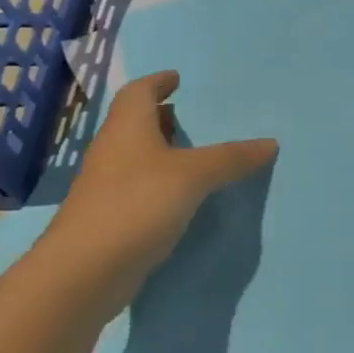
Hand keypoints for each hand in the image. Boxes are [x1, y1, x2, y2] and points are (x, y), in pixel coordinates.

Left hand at [51, 70, 277, 308]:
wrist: (83, 273)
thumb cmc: (136, 205)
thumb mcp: (194, 176)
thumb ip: (231, 158)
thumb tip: (270, 143)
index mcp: (127, 128)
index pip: (139, 92)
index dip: (158, 82)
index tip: (178, 79)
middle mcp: (112, 151)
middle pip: (135, 123)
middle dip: (162, 117)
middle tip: (193, 116)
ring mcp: (106, 187)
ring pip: (136, 157)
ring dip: (161, 151)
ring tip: (196, 154)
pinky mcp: (108, 219)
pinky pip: (138, 188)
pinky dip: (160, 183)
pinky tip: (184, 196)